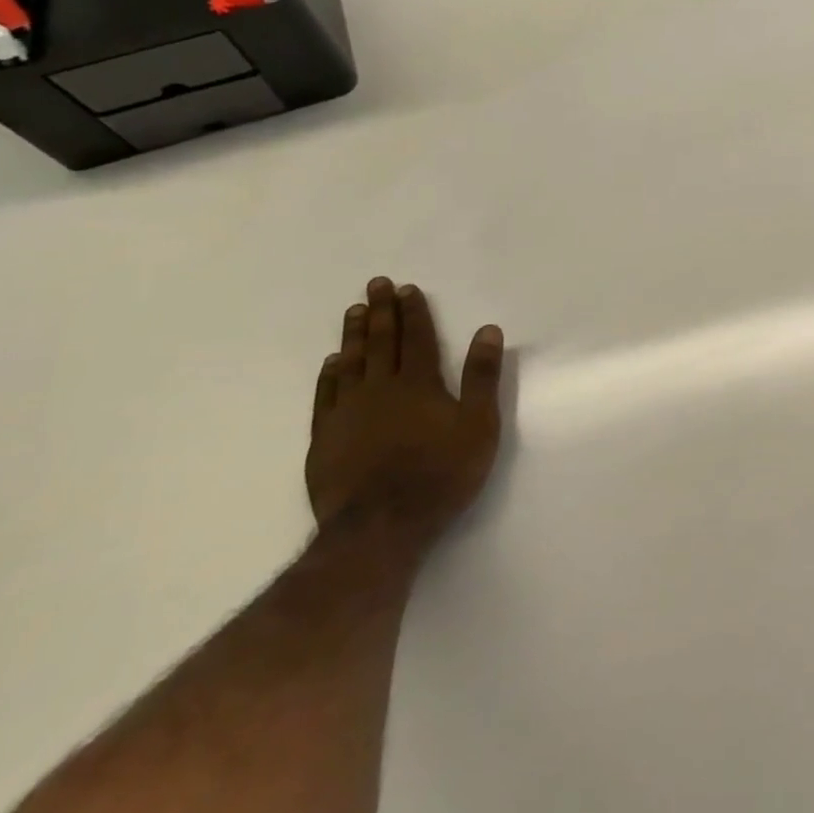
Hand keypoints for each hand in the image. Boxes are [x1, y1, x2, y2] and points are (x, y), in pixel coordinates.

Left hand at [307, 277, 504, 542]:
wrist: (380, 528)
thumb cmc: (441, 474)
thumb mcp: (479, 425)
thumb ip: (482, 377)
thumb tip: (488, 330)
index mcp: (419, 384)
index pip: (417, 338)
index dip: (414, 312)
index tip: (407, 288)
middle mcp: (381, 389)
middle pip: (381, 342)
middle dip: (381, 311)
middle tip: (376, 284)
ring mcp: (348, 413)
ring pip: (351, 363)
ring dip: (354, 335)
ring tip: (354, 310)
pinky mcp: (326, 438)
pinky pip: (327, 395)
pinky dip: (330, 374)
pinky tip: (332, 363)